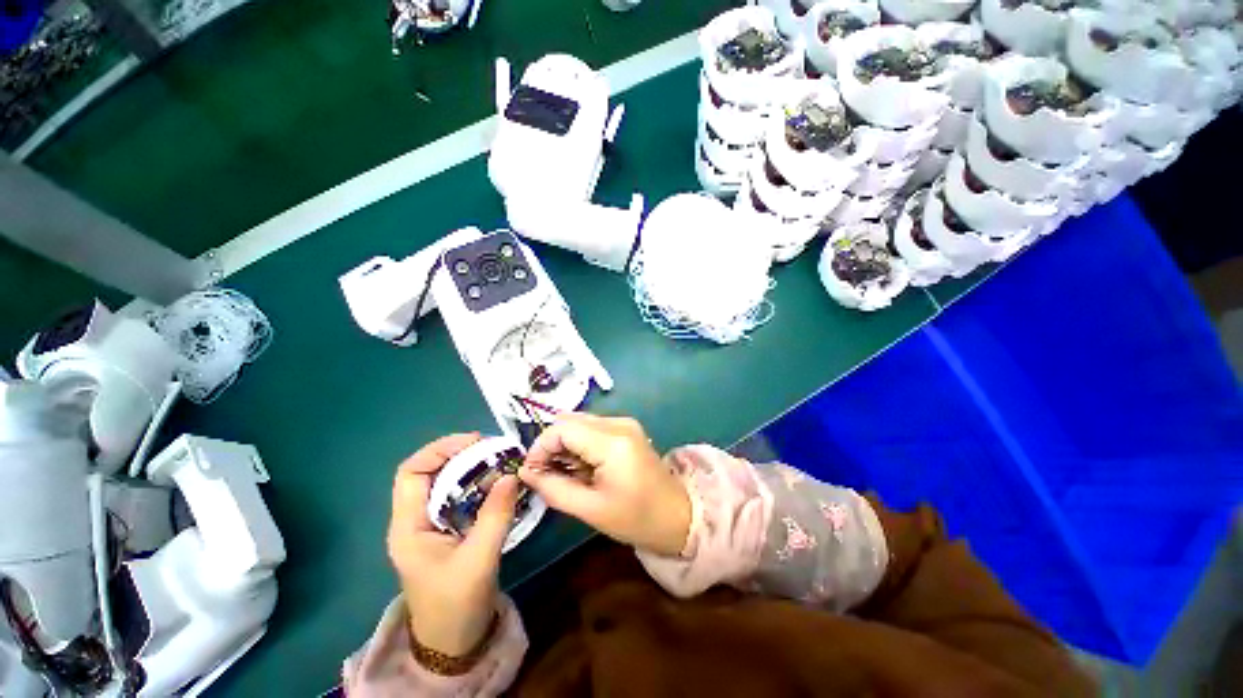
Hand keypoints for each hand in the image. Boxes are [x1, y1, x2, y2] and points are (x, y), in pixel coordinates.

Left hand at [387, 434, 521, 655]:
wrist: (453, 643)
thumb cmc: (456, 605)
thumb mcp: (479, 560)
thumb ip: (495, 516)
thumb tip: (511, 475)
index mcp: (408, 526)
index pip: (411, 472)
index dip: (440, 449)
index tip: (475, 442)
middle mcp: (414, 520)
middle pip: (430, 472)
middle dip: (460, 455)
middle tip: (493, 449)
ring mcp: (430, 526)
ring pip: (446, 483)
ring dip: (471, 468)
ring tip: (499, 461)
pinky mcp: (447, 531)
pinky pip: (459, 497)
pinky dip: (477, 484)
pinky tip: (498, 484)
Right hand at [518, 414, 690, 556]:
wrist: (678, 516)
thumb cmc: (636, 519)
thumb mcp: (590, 510)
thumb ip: (554, 488)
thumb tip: (525, 471)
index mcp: (613, 442)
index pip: (562, 428)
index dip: (540, 447)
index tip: (532, 472)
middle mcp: (619, 423)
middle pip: (570, 420)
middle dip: (551, 445)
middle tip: (547, 475)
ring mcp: (625, 422)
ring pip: (579, 422)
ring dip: (565, 444)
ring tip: (567, 474)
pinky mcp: (627, 428)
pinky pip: (592, 427)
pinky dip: (580, 443)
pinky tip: (583, 467)